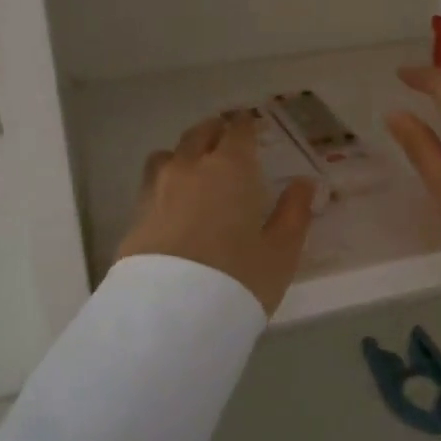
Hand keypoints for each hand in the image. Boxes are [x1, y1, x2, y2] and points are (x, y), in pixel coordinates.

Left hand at [117, 111, 317, 314]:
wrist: (170, 315)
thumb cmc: (238, 277)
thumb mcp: (281, 251)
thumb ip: (294, 212)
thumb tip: (304, 183)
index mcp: (231, 168)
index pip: (238, 130)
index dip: (246, 125)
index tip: (252, 126)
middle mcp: (190, 168)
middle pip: (200, 134)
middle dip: (215, 131)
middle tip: (227, 138)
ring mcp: (157, 190)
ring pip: (168, 154)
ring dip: (184, 153)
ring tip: (195, 167)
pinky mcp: (136, 216)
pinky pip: (151, 184)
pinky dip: (165, 182)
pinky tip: (173, 202)